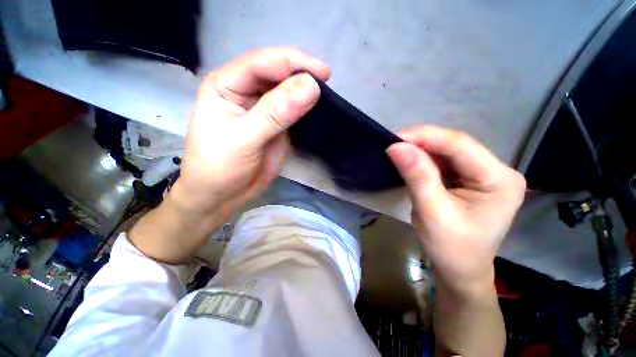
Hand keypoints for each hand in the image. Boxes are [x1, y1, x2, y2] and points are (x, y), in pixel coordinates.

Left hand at [170, 48, 329, 220]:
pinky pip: (295, 113)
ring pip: (288, 93)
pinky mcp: (277, 127)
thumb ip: (274, 114)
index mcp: (227, 85)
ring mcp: (264, 110)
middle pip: (277, 74)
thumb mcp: (243, 139)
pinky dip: (307, 111)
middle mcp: (246, 92)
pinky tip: (319, 110)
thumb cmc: (219, 167)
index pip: (261, 63)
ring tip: (327, 95)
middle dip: (301, 75)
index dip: (292, 63)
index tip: (322, 73)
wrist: (222, 196)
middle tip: (327, 83)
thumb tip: (310, 87)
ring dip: (306, 93)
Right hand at [387, 126, 525, 292]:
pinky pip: (444, 161)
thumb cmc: (451, 248)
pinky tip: (409, 161)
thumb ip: (417, 176)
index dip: (425, 137)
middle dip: (421, 142)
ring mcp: (484, 174)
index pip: (460, 145)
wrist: (460, 271)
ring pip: (447, 151)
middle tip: (392, 144)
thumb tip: (396, 147)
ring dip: (420, 150)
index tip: (394, 138)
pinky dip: (423, 160)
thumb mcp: (431, 212)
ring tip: (397, 151)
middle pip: (455, 145)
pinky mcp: (469, 179)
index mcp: (499, 180)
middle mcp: (497, 170)